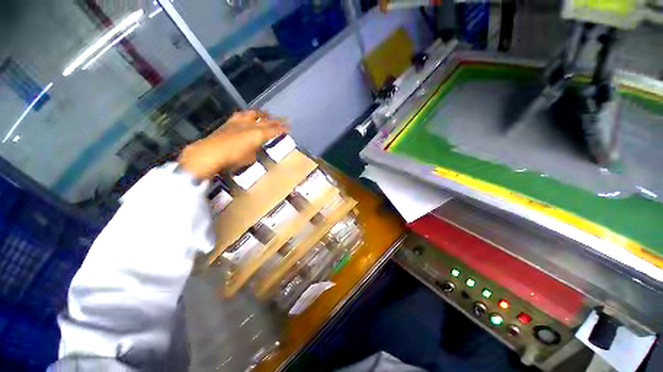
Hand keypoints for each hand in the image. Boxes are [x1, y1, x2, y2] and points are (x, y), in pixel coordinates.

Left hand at [177, 110, 288, 179]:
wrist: (210, 152)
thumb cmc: (233, 158)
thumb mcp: (250, 158)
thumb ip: (255, 150)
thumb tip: (256, 147)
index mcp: (258, 134)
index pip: (274, 130)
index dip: (281, 129)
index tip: (288, 128)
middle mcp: (250, 125)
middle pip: (266, 121)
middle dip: (276, 120)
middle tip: (283, 120)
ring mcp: (239, 122)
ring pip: (254, 114)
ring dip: (262, 114)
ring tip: (266, 114)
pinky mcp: (230, 122)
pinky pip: (241, 115)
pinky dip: (247, 114)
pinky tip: (247, 115)